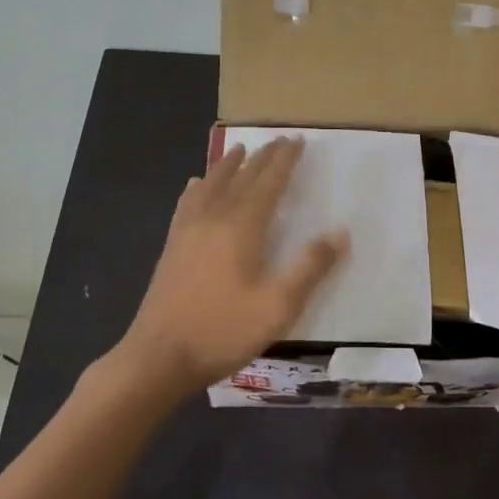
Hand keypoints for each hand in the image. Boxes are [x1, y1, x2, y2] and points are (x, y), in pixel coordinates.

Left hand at [121, 136, 349, 392]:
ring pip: (211, 186)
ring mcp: (187, 232)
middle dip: (262, 157)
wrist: (158, 357)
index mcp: (241, 227)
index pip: (268, 183)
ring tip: (239, 150)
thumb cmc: (223, 331)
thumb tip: (340, 233)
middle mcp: (213, 219)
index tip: (297, 141)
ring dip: (228, 165)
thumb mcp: (278, 306)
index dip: (284, 161)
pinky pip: (187, 205)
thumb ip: (309, 267)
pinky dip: (197, 188)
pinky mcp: (171, 248)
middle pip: (241, 178)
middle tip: (278, 140)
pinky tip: (195, 186)